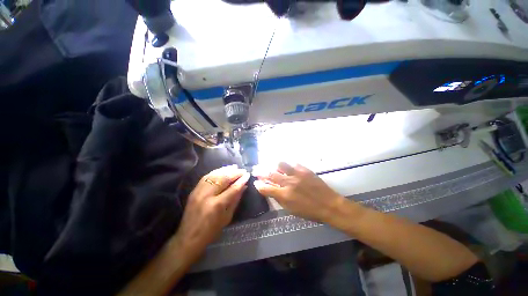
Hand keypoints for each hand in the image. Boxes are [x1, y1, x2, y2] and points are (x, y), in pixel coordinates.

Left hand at [175, 165, 249, 252]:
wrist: (188, 238)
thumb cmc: (211, 231)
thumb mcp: (227, 217)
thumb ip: (235, 200)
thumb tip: (243, 187)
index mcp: (217, 205)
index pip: (232, 188)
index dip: (241, 180)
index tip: (247, 175)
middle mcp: (207, 196)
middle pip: (223, 179)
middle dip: (234, 173)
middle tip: (242, 170)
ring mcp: (199, 192)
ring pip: (214, 175)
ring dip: (225, 170)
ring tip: (234, 167)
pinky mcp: (194, 191)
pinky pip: (206, 177)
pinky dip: (215, 172)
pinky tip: (222, 170)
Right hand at [254, 162, 344, 222]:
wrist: (329, 204)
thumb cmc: (309, 211)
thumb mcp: (291, 209)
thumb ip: (278, 198)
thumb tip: (269, 190)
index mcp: (284, 195)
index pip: (266, 188)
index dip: (259, 185)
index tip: (256, 182)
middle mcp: (288, 183)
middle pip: (270, 174)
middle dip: (261, 171)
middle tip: (257, 169)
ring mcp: (297, 174)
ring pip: (280, 164)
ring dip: (275, 165)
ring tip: (274, 167)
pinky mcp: (305, 169)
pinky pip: (293, 163)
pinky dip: (287, 165)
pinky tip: (287, 167)